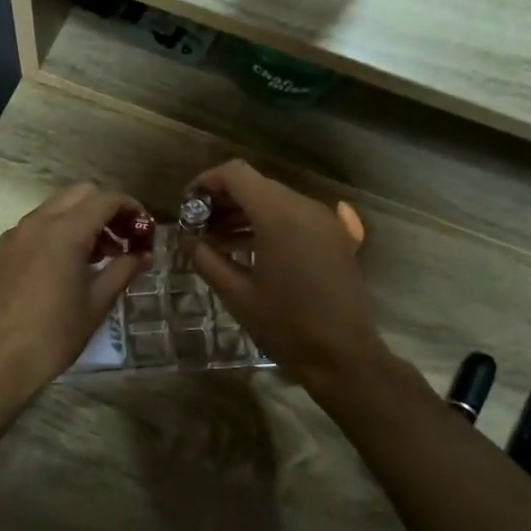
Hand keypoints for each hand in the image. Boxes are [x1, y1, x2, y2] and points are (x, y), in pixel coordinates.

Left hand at [0, 182, 149, 402]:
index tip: (147, 231)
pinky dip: (62, 230)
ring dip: (85, 218)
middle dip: (108, 208)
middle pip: (81, 193)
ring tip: (105, 255)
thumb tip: (145, 254)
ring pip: (58, 207)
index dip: (132, 208)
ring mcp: (17, 234)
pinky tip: (74, 263)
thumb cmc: (54, 335)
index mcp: (64, 231)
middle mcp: (38, 222)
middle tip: (126, 238)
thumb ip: (124, 270)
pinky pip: (39, 225)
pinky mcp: (4, 250)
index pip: (106, 199)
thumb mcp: (97, 303)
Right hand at [185, 160, 387, 391]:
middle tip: (198, 228)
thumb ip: (206, 259)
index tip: (187, 205)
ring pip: (276, 200)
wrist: (344, 356)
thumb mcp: (236, 294)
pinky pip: (296, 217)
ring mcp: (325, 220)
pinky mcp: (336, 237)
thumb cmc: (286, 326)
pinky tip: (252, 249)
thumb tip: (187, 240)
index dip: (206, 182)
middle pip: (256, 184)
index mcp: (278, 215)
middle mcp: (305, 207)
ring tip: (218, 241)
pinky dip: (269, 224)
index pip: (236, 173)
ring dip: (245, 213)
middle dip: (223, 200)